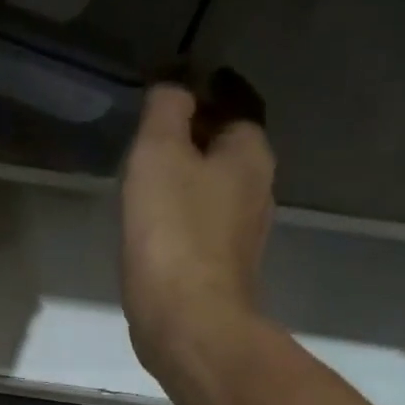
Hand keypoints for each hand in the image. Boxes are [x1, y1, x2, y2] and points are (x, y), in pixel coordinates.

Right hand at [120, 80, 274, 378]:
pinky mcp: (219, 269)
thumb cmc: (174, 232)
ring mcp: (240, 235)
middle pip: (227, 146)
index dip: (208, 87)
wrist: (188, 323)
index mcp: (250, 155)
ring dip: (187, 174)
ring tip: (147, 170)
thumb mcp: (159, 154)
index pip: (237, 101)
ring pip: (214, 187)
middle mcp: (257, 190)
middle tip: (153, 126)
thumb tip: (174, 88)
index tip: (175, 82)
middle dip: (196, 132)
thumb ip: (166, 111)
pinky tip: (151, 219)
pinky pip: (200, 224)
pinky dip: (180, 212)